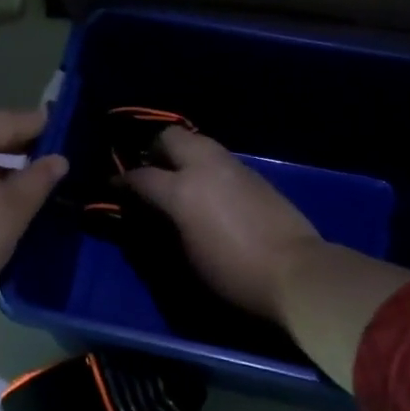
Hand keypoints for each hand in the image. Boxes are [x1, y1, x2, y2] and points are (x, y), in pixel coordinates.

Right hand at [124, 128, 322, 320]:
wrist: (295, 272)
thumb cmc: (233, 273)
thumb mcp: (187, 255)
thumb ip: (165, 225)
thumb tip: (154, 213)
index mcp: (182, 190)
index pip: (141, 176)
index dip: (123, 182)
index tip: (114, 187)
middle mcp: (205, 167)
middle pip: (170, 138)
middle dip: (154, 150)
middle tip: (149, 172)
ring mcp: (233, 167)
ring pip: (198, 141)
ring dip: (182, 153)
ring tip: (177, 177)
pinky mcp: (254, 174)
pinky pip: (218, 158)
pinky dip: (204, 164)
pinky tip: (207, 188)